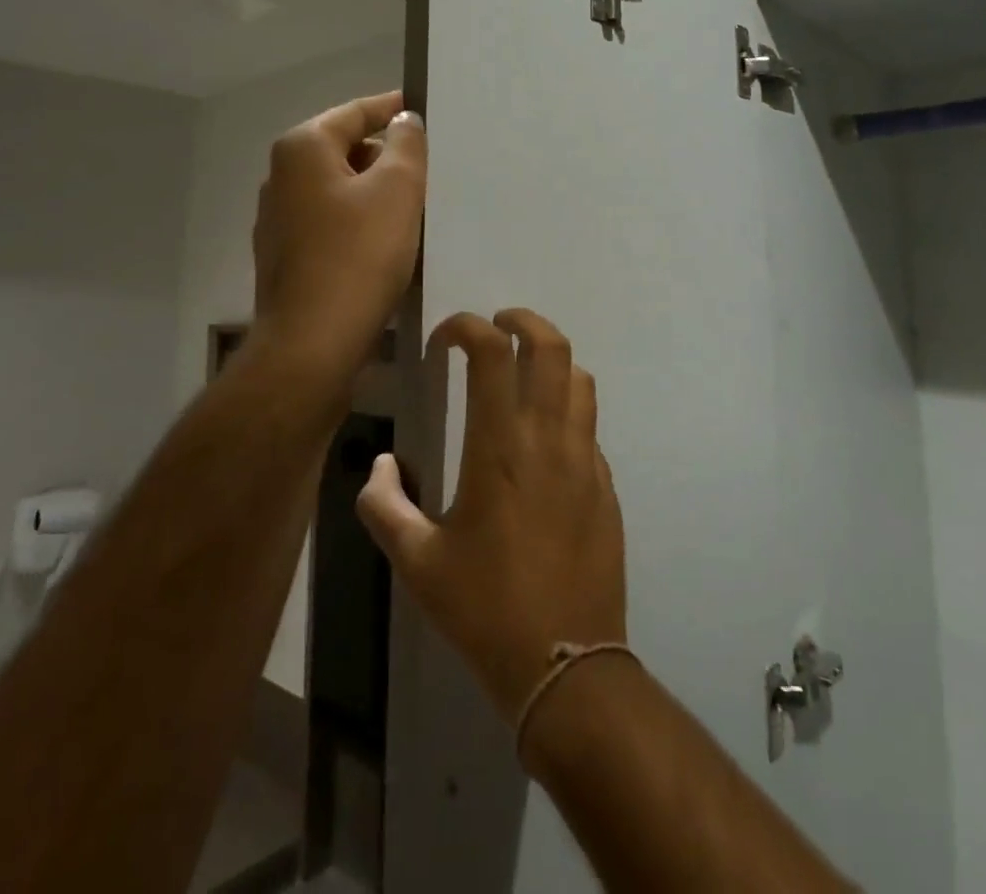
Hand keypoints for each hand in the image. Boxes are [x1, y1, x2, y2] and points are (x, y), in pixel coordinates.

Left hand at [251, 91, 426, 388]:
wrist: (313, 343)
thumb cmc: (358, 255)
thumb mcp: (397, 189)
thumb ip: (406, 145)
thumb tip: (404, 121)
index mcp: (303, 149)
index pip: (356, 112)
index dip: (395, 109)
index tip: (427, 110)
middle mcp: (282, 176)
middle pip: (346, 149)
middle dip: (389, 155)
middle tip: (432, 167)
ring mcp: (280, 219)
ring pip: (341, 189)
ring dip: (376, 192)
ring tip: (418, 205)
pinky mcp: (287, 256)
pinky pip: (332, 222)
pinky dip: (360, 222)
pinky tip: (389, 243)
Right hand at [355, 310, 627, 734]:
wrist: (566, 664)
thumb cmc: (484, 609)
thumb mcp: (416, 563)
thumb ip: (384, 505)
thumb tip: (381, 465)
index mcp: (500, 446)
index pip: (491, 352)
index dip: (465, 327)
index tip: (442, 341)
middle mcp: (548, 438)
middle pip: (550, 345)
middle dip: (522, 320)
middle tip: (495, 327)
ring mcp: (585, 458)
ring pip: (579, 377)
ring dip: (550, 359)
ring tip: (522, 373)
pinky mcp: (605, 484)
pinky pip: (588, 423)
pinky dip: (566, 407)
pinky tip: (543, 440)